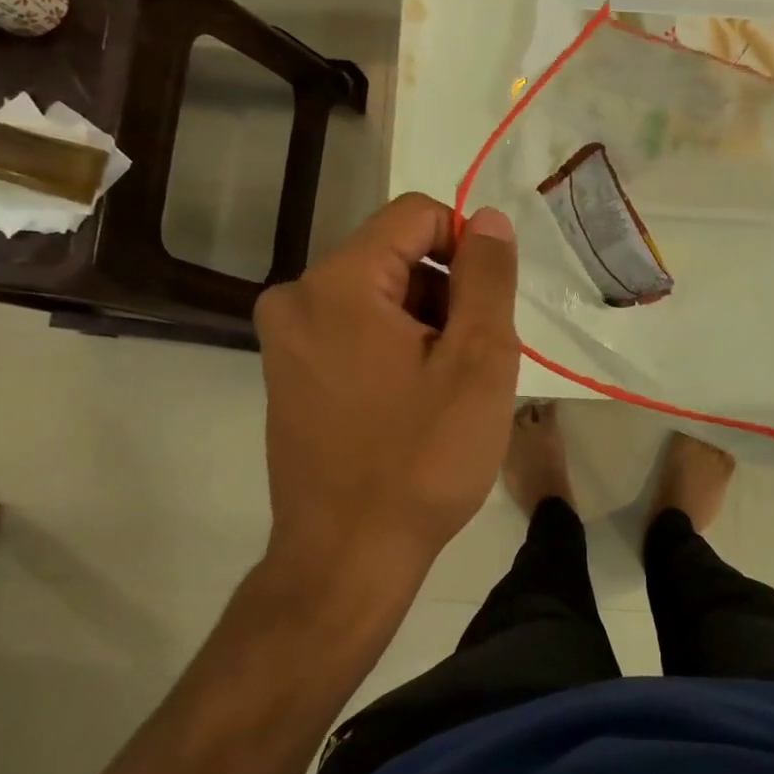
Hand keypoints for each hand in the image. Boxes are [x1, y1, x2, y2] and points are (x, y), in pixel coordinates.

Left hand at [255, 194, 519, 594]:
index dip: (466, 248)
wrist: (346, 560)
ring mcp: (285, 338)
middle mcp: (297, 297)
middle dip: (444, 293)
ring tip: (443, 388)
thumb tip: (489, 220)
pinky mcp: (287, 371)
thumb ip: (487, 277)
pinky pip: (353, 328)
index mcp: (338, 283)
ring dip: (423, 323)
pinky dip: (392, 346)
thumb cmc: (421, 459)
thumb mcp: (478, 361)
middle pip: (395, 254)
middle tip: (469, 362)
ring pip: (377, 292)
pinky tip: (412, 401)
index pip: (415, 214)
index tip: (486, 311)